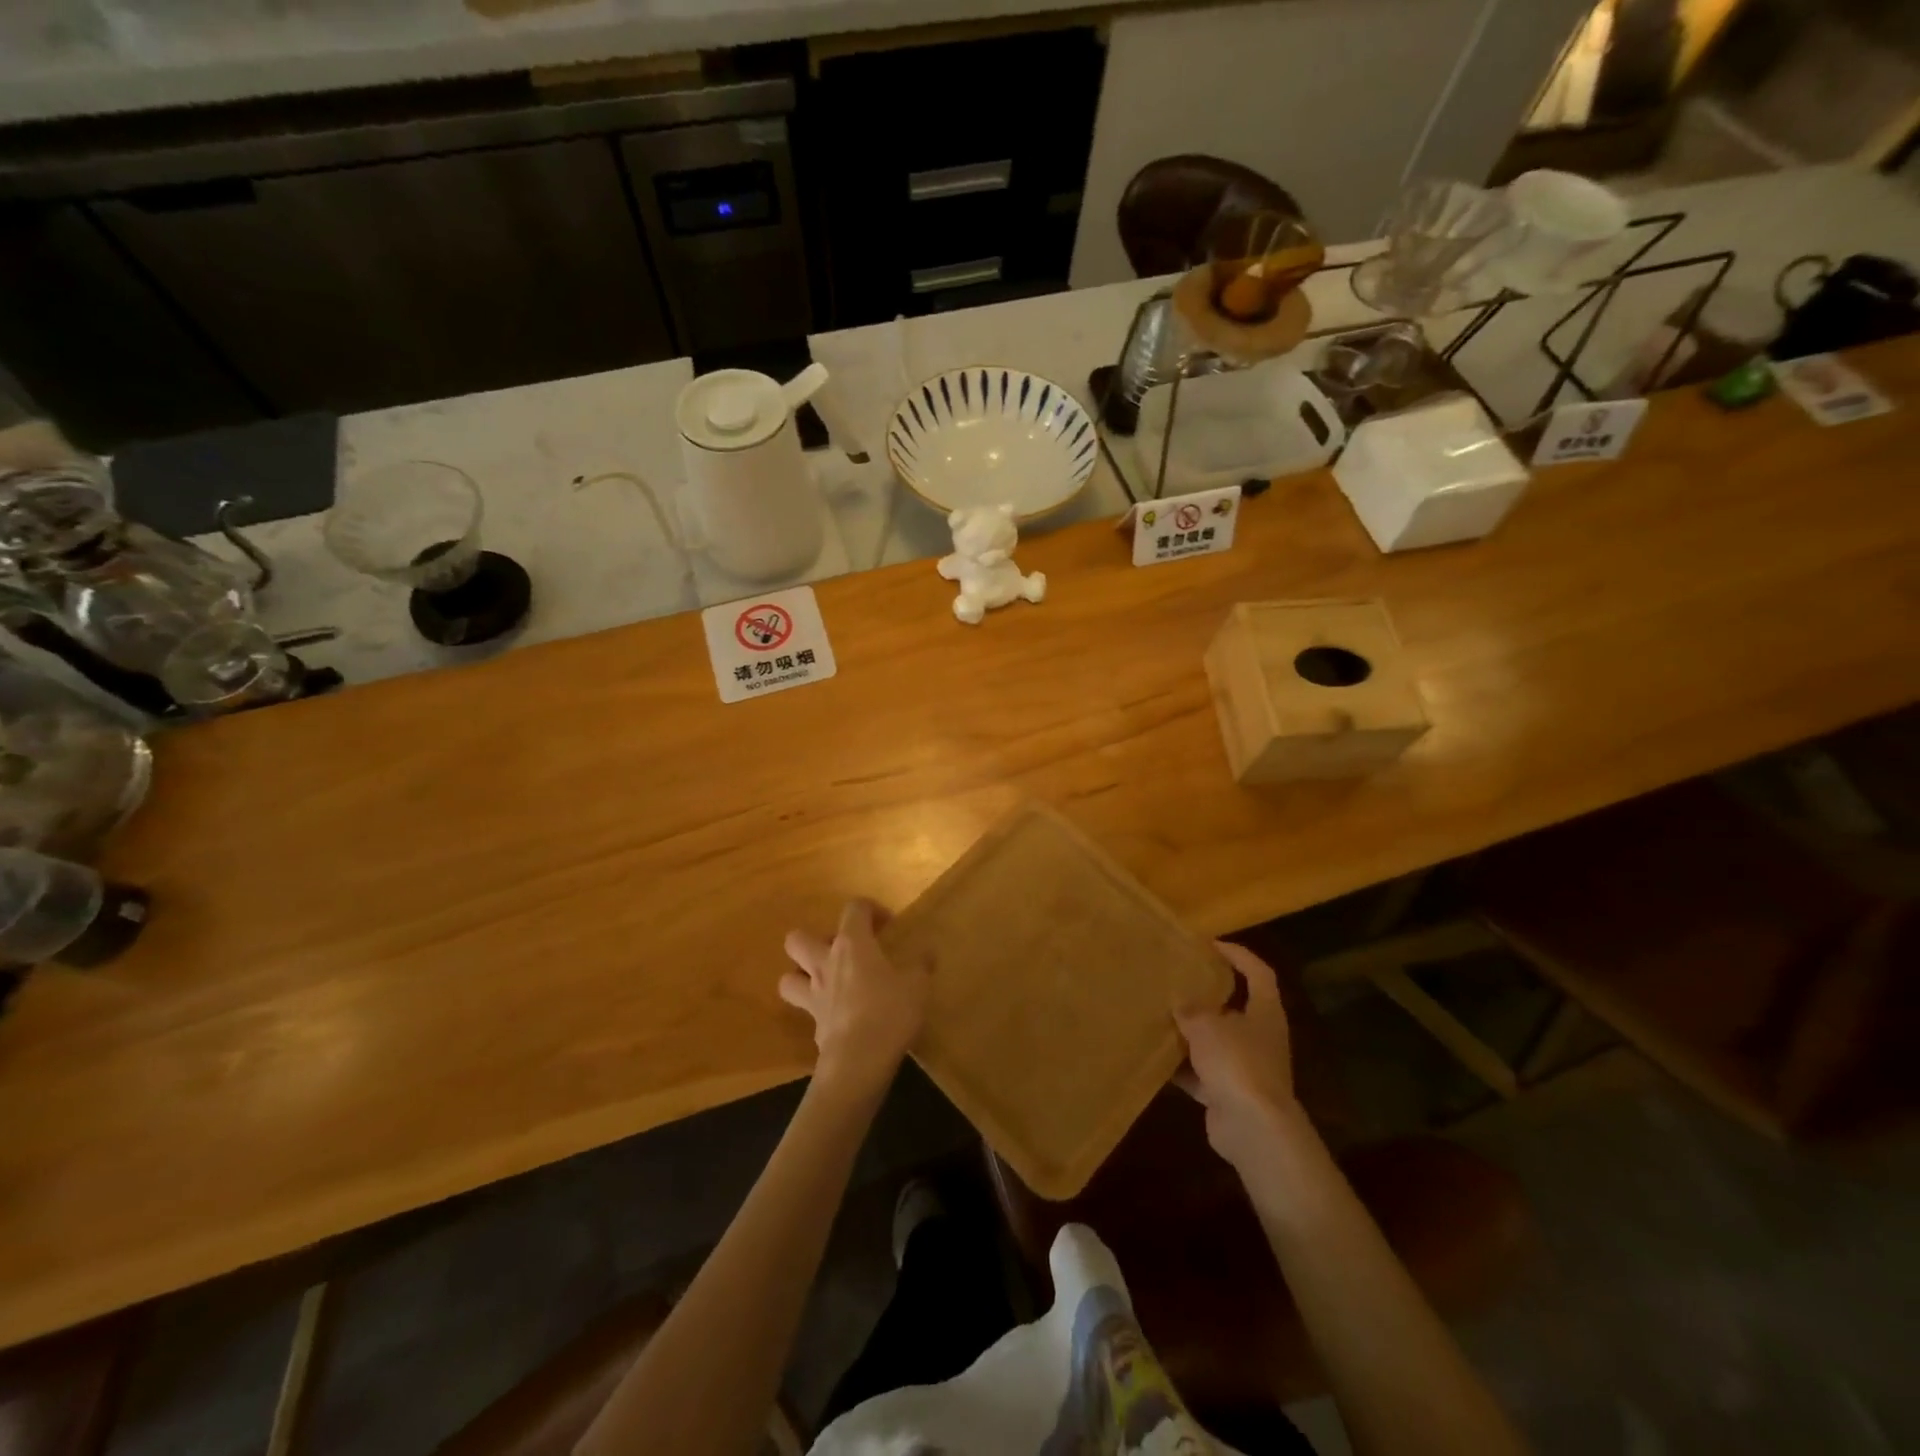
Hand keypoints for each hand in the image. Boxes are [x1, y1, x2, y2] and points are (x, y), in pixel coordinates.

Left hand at [781, 899, 929, 1097]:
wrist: (859, 1061)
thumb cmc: (890, 1012)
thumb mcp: (917, 986)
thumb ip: (921, 965)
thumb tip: (928, 951)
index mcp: (852, 944)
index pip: (854, 908)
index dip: (870, 909)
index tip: (887, 924)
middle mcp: (825, 963)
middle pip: (797, 939)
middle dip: (814, 939)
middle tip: (841, 951)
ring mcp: (814, 995)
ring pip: (788, 977)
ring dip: (801, 975)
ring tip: (826, 980)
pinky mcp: (813, 1025)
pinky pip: (805, 1009)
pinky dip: (818, 1009)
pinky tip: (838, 1015)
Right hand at [1176, 942, 1301, 1169]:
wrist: (1253, 1128)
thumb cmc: (1237, 1062)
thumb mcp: (1206, 1025)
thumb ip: (1190, 1009)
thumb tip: (1179, 1001)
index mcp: (1264, 1012)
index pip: (1258, 973)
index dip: (1238, 955)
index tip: (1210, 945)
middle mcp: (1260, 1037)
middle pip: (1235, 1007)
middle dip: (1207, 995)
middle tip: (1178, 980)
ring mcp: (1246, 1068)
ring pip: (1215, 1042)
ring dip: (1191, 1033)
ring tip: (1160, 1016)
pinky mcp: (1229, 1094)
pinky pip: (1202, 1073)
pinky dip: (1182, 1068)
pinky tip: (1155, 1058)